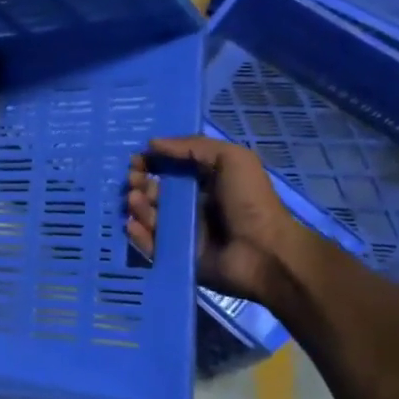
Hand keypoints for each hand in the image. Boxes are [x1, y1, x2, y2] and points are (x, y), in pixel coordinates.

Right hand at [125, 136, 302, 301]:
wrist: (265, 253)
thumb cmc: (250, 201)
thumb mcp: (232, 159)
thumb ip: (193, 146)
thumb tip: (152, 143)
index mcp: (204, 181)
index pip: (169, 167)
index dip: (151, 161)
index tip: (136, 159)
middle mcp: (190, 204)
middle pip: (154, 190)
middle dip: (139, 182)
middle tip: (133, 180)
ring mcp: (182, 231)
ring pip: (149, 216)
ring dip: (137, 205)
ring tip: (134, 200)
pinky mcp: (176, 255)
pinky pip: (150, 245)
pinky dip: (138, 234)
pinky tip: (133, 224)